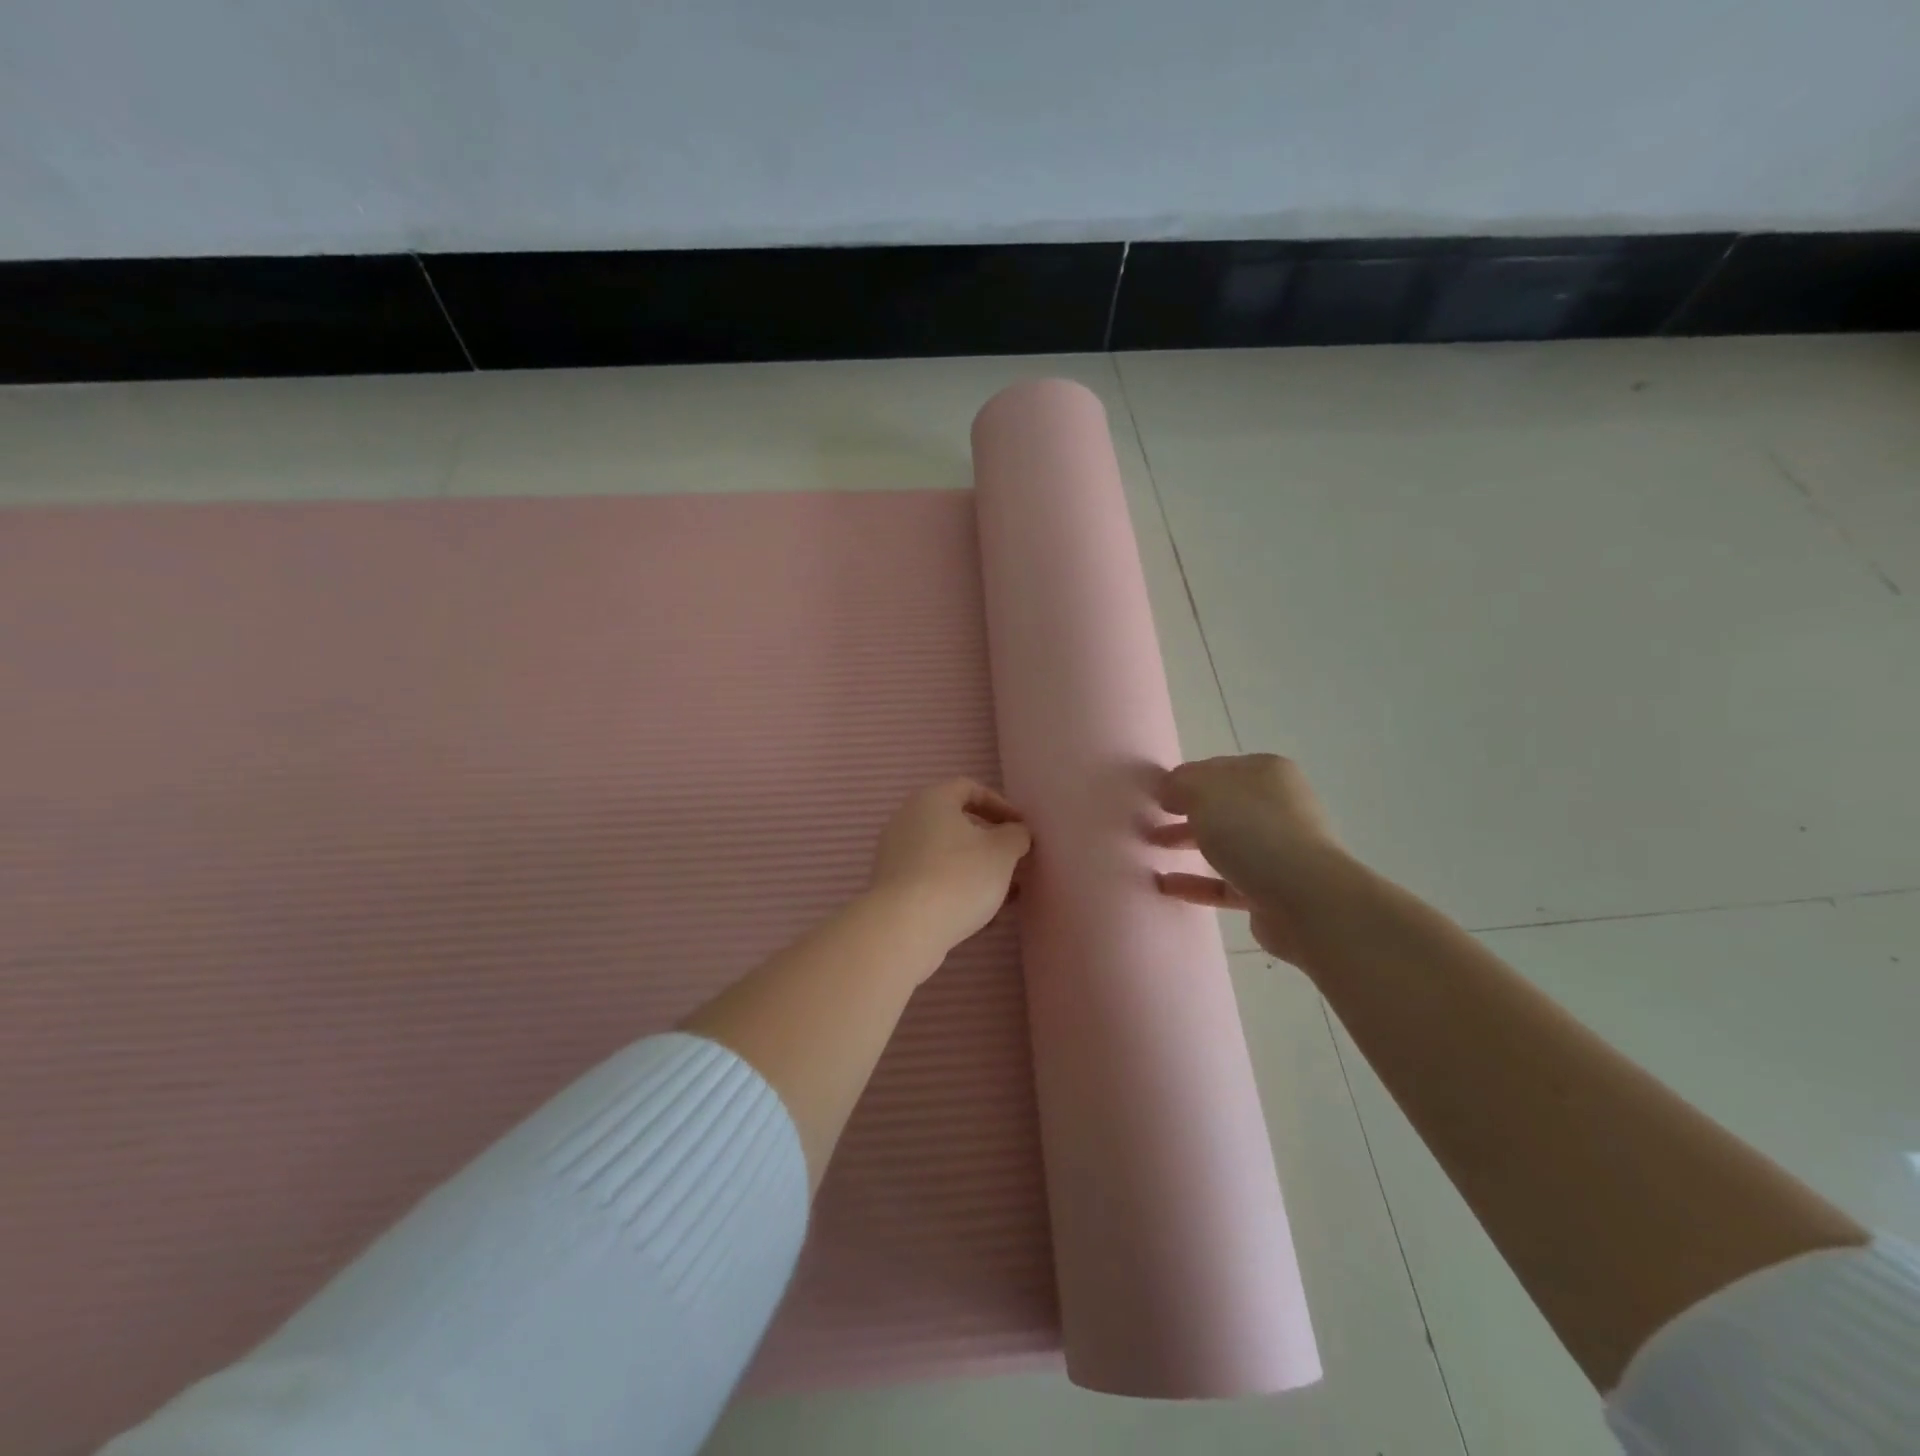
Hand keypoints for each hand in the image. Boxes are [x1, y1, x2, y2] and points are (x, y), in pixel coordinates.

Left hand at [869, 779, 1031, 962]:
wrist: (905, 928)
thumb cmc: (959, 877)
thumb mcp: (1002, 852)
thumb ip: (1016, 835)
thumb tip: (1015, 832)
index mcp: (931, 800)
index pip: (969, 788)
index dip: (1000, 805)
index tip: (1021, 828)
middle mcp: (907, 820)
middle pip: (956, 823)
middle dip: (990, 843)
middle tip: (1014, 861)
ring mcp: (895, 854)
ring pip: (946, 854)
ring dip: (977, 869)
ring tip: (1004, 894)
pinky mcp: (892, 887)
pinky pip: (931, 878)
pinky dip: (956, 888)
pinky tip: (979, 915)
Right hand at [1148, 754, 1349, 962]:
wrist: (1305, 899)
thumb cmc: (1253, 831)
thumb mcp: (1204, 792)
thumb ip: (1179, 783)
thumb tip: (1169, 790)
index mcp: (1267, 773)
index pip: (1216, 769)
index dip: (1183, 779)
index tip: (1153, 795)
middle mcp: (1277, 807)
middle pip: (1220, 805)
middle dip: (1183, 812)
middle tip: (1148, 821)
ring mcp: (1277, 850)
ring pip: (1223, 843)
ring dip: (1187, 844)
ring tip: (1150, 849)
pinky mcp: (1271, 890)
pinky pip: (1225, 882)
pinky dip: (1196, 882)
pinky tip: (1165, 885)